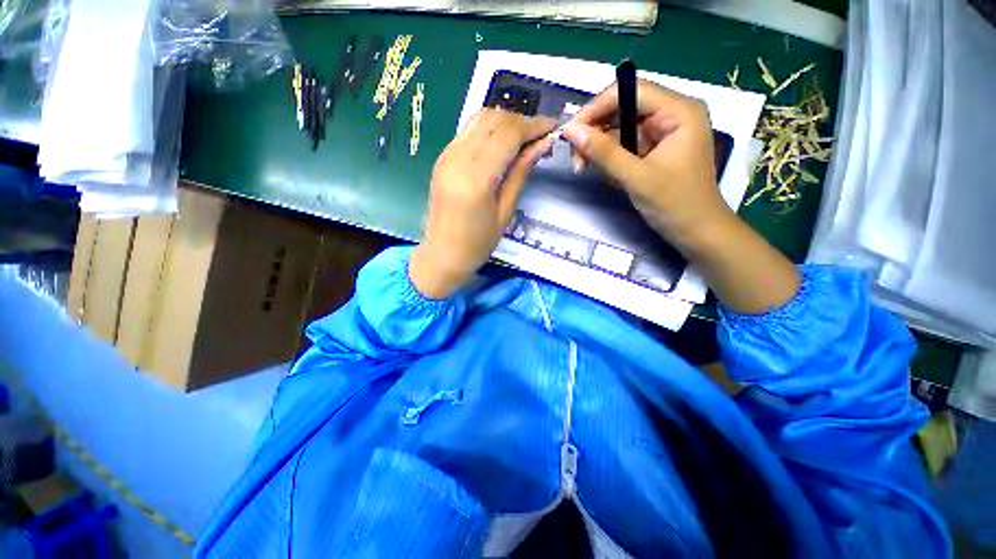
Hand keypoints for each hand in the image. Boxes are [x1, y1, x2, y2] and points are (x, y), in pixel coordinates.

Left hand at [410, 109, 555, 298]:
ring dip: (506, 122)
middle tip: (541, 137)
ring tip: (524, 140)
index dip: (534, 125)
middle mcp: (458, 157)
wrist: (443, 254)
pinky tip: (502, 146)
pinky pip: (469, 131)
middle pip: (494, 119)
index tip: (554, 127)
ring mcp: (447, 155)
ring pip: (480, 119)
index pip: (508, 132)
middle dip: (522, 121)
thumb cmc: (478, 243)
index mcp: (476, 176)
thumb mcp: (506, 211)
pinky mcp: (443, 158)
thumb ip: (522, 172)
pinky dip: (490, 130)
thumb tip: (544, 143)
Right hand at [564, 80, 799, 313]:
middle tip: (575, 157)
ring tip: (583, 168)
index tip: (571, 131)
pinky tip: (603, 173)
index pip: (631, 92)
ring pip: (619, 127)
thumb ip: (603, 152)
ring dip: (598, 147)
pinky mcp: (653, 148)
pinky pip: (623, 144)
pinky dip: (608, 157)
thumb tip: (570, 130)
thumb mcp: (636, 177)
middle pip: (622, 108)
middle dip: (595, 131)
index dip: (597, 107)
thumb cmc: (674, 205)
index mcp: (679, 111)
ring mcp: (661, 132)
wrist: (695, 232)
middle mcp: (671, 114)